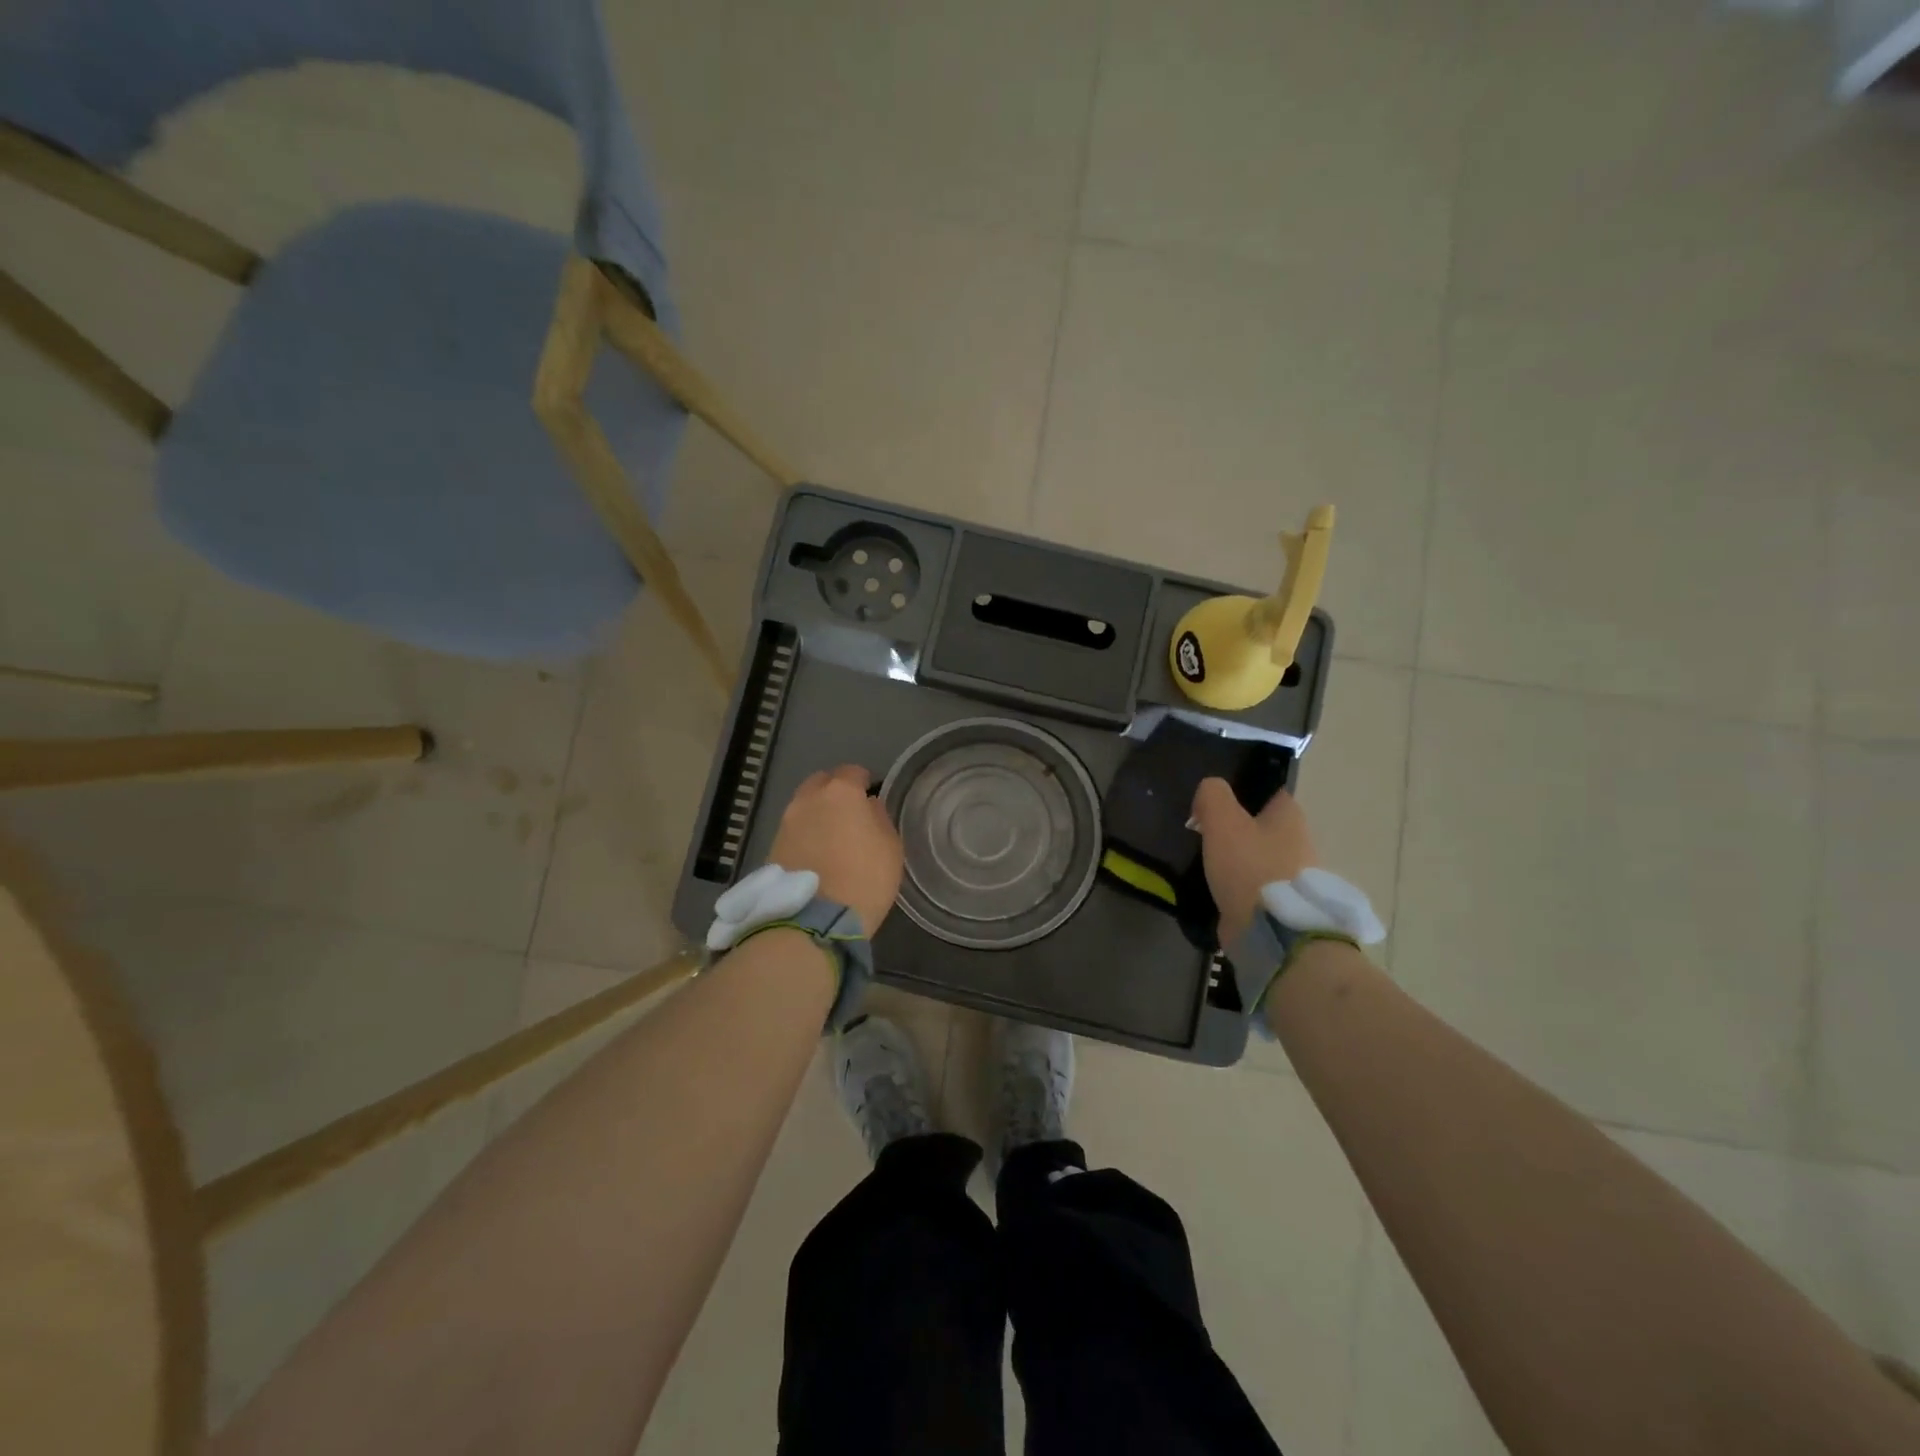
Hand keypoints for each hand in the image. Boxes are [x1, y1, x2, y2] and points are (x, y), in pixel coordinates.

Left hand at [768, 765, 903, 934]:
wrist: (813, 921)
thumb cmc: (864, 879)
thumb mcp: (890, 848)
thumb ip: (880, 819)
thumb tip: (868, 806)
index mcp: (841, 792)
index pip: (853, 772)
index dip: (864, 782)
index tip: (871, 796)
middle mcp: (808, 799)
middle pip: (822, 783)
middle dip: (835, 792)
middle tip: (850, 814)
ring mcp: (786, 823)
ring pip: (804, 806)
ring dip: (818, 814)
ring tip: (832, 837)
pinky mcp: (772, 847)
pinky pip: (794, 830)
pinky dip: (805, 835)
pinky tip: (816, 854)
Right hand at [1190, 778, 1316, 945]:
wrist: (1271, 932)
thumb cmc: (1250, 866)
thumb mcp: (1223, 820)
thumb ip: (1212, 795)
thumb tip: (1209, 790)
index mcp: (1290, 815)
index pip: (1266, 789)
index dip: (1239, 789)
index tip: (1211, 800)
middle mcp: (1299, 841)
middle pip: (1260, 824)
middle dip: (1234, 826)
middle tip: (1201, 830)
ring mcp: (1292, 876)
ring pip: (1255, 855)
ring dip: (1234, 857)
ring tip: (1202, 859)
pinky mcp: (1281, 904)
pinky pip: (1253, 884)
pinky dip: (1235, 883)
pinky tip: (1212, 884)